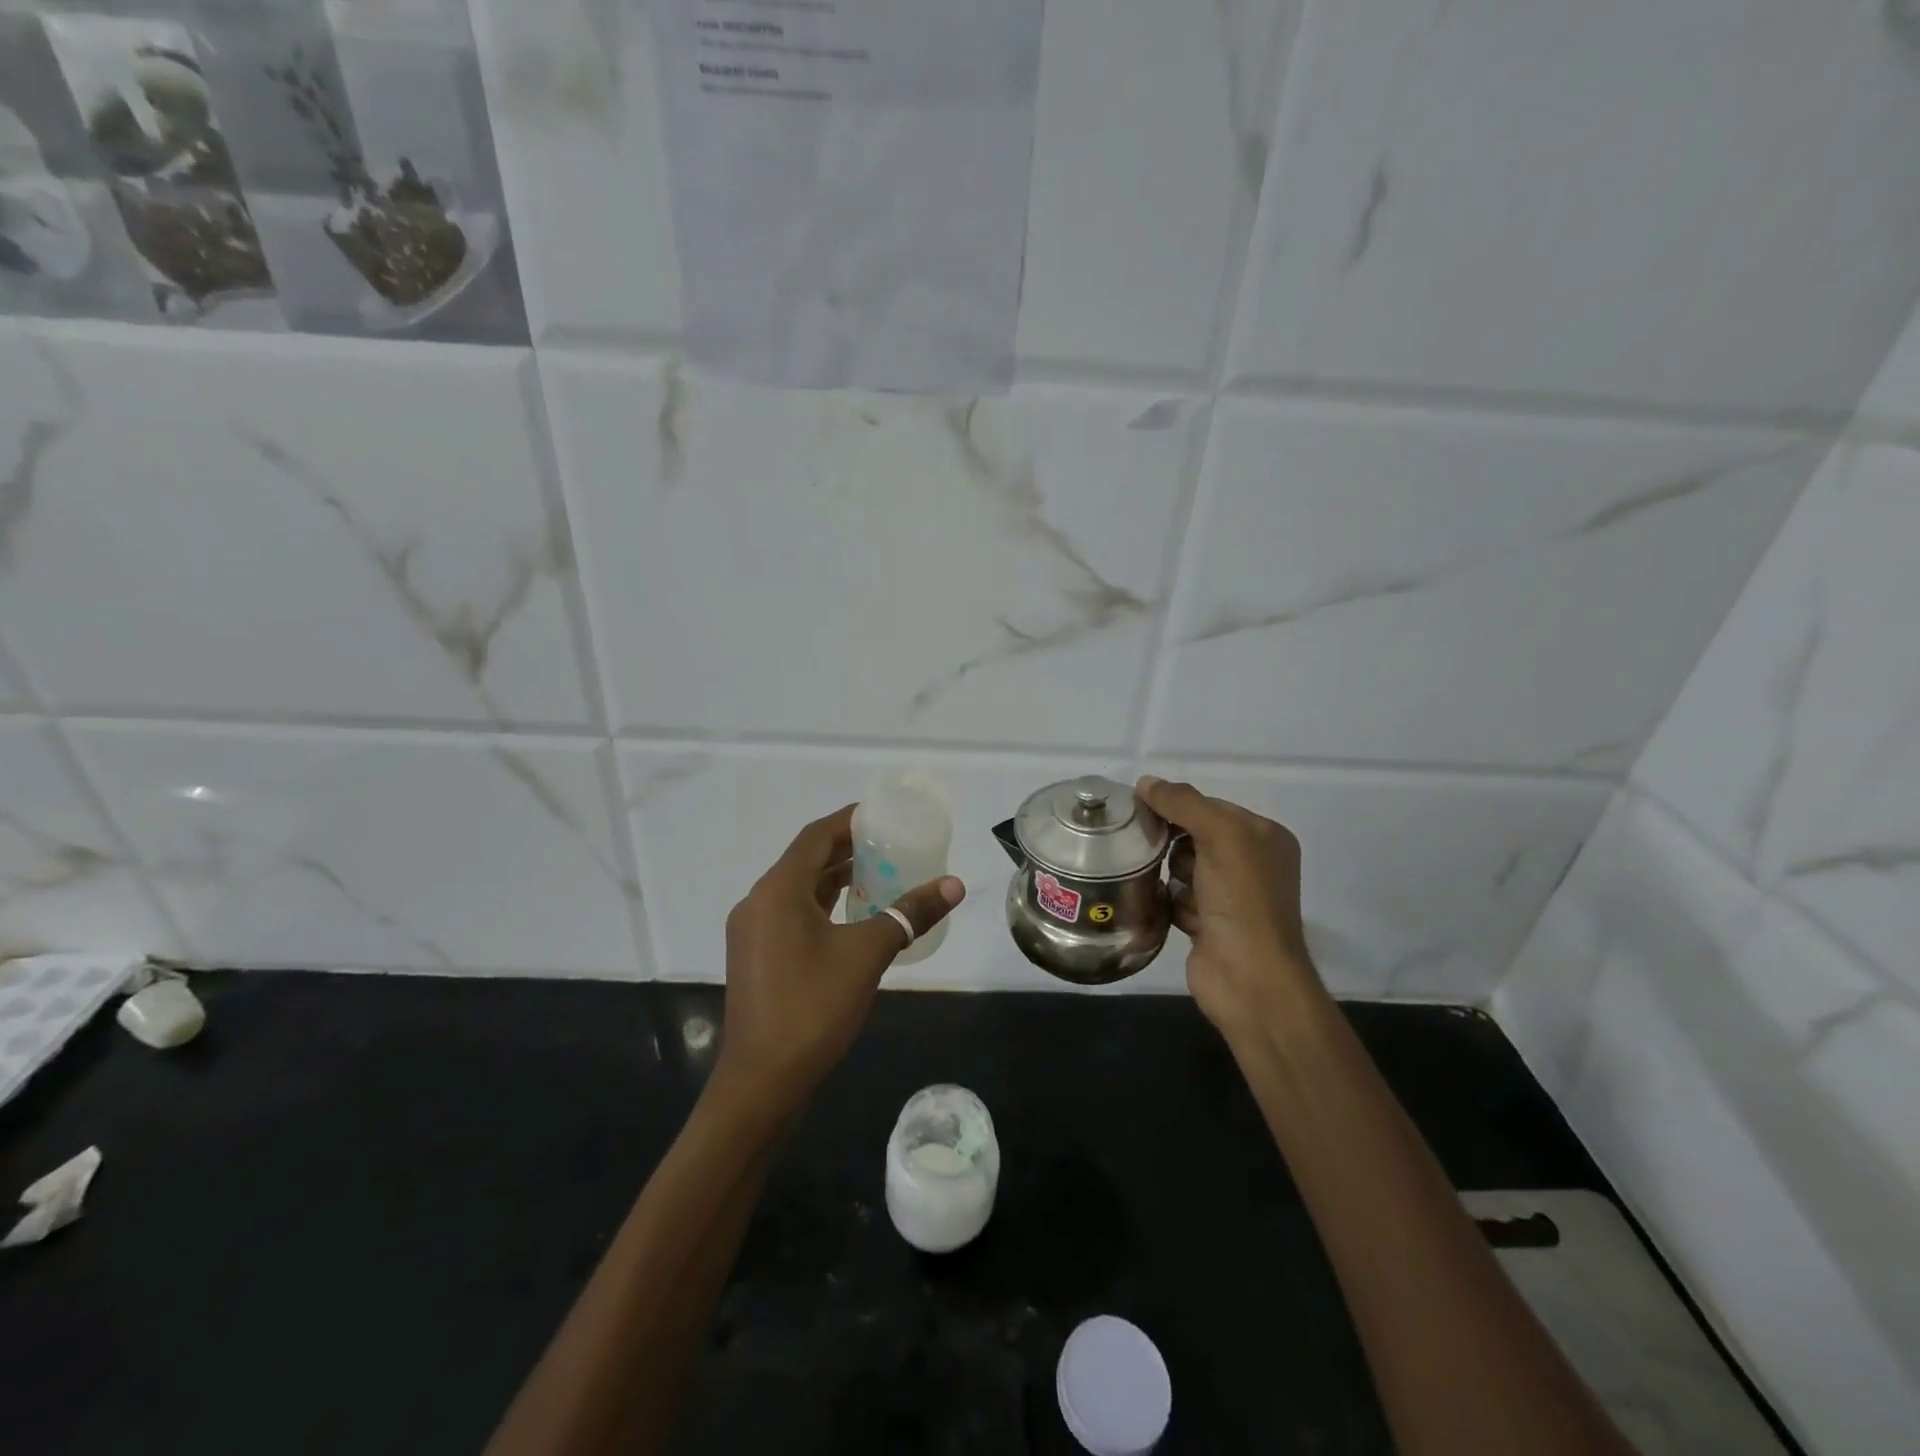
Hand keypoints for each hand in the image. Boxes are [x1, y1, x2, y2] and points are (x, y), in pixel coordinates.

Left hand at [714, 804, 964, 1116]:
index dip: (848, 821)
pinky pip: (792, 914)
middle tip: (890, 843)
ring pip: (798, 890)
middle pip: (805, 860)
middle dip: (846, 849)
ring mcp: (752, 932)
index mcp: (777, 891)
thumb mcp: (867, 954)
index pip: (815, 837)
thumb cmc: (813, 1007)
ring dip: (835, 879)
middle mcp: (758, 902)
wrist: (762, 1081)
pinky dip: (822, 906)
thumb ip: (910, 914)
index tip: (882, 814)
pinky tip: (853, 917)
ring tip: (879, 874)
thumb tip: (954, 885)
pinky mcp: (756, 957)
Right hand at [1137, 775, 1320, 1038]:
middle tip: (1141, 842)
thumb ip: (1184, 803)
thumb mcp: (1220, 836)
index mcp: (1264, 837)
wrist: (1248, 979)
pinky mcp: (1207, 923)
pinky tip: (1158, 903)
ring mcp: (1229, 896)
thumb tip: (1146, 782)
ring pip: (1182, 866)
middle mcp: (1250, 864)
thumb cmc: (1242, 900)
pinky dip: (1166, 898)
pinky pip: (1176, 897)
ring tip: (1152, 875)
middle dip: (1170, 839)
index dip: (1177, 804)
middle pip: (1194, 835)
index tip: (1139, 807)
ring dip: (1167, 870)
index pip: (1210, 806)